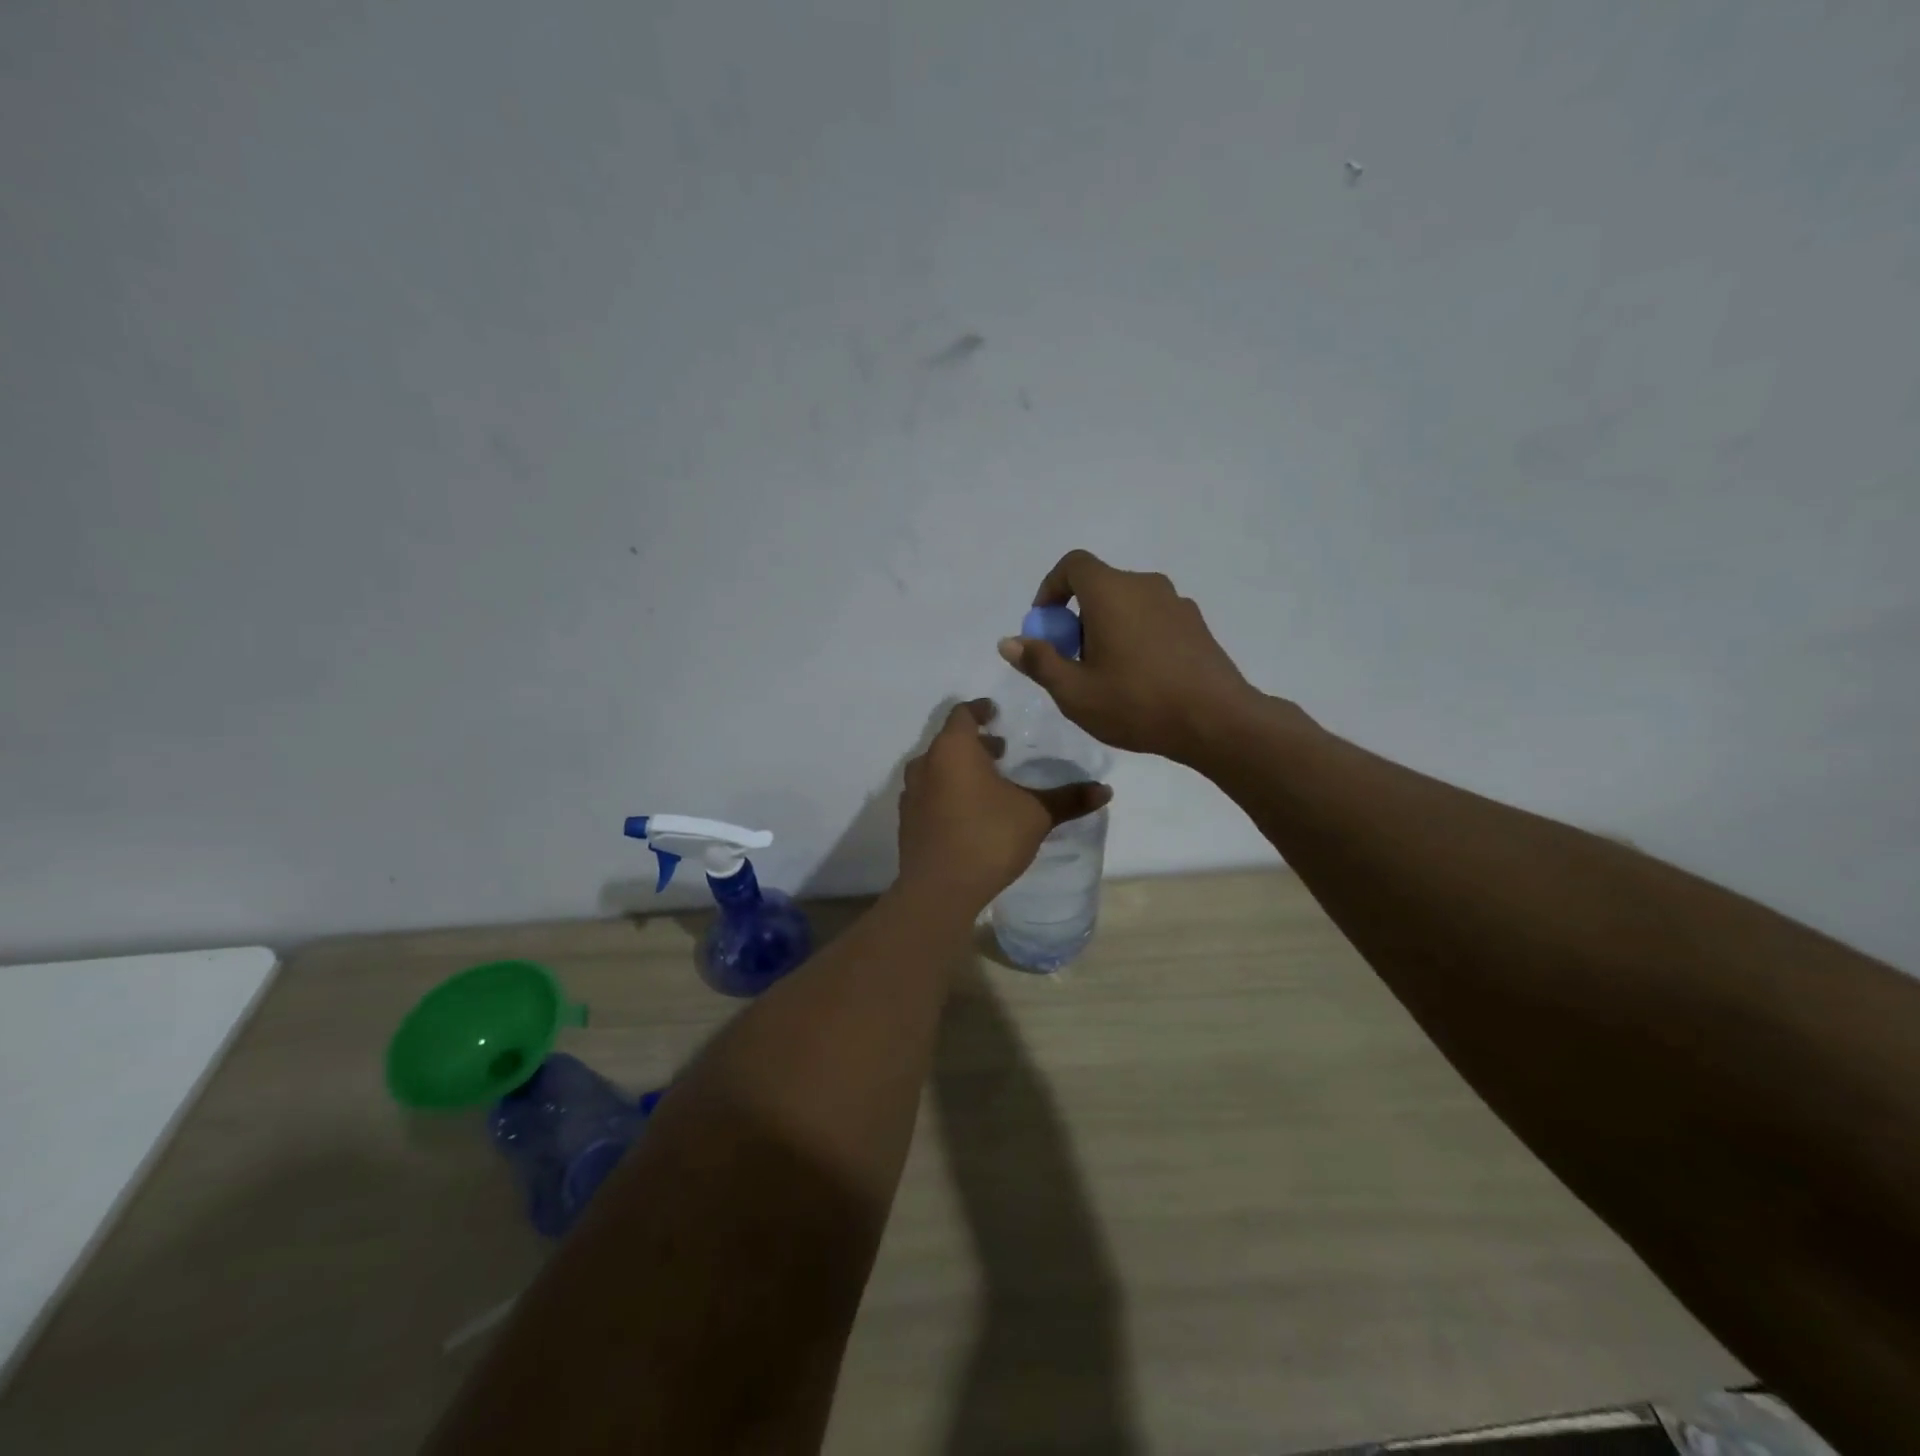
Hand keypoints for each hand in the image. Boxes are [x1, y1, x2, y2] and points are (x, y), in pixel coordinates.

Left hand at [897, 700, 1111, 912]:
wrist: (938, 889)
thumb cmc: (988, 838)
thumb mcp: (1036, 815)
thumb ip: (1068, 799)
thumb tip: (1105, 790)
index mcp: (954, 749)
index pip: (963, 714)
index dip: (980, 709)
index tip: (995, 712)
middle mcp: (926, 764)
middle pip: (950, 741)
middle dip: (975, 743)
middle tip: (1001, 751)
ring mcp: (911, 794)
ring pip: (937, 768)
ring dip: (960, 769)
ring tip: (988, 783)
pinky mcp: (907, 821)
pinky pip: (929, 794)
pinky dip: (947, 792)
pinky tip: (968, 813)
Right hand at [999, 549, 1262, 763]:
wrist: (1216, 721)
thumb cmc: (1136, 703)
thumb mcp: (1074, 692)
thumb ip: (1039, 662)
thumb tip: (1008, 642)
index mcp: (1111, 591)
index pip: (1073, 564)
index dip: (1051, 588)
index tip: (1046, 624)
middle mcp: (1145, 585)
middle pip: (1100, 586)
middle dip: (1077, 617)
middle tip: (1072, 661)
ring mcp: (1176, 603)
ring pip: (1128, 604)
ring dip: (1108, 628)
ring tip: (1107, 675)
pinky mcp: (1196, 625)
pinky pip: (1153, 619)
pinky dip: (1136, 636)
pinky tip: (1140, 679)